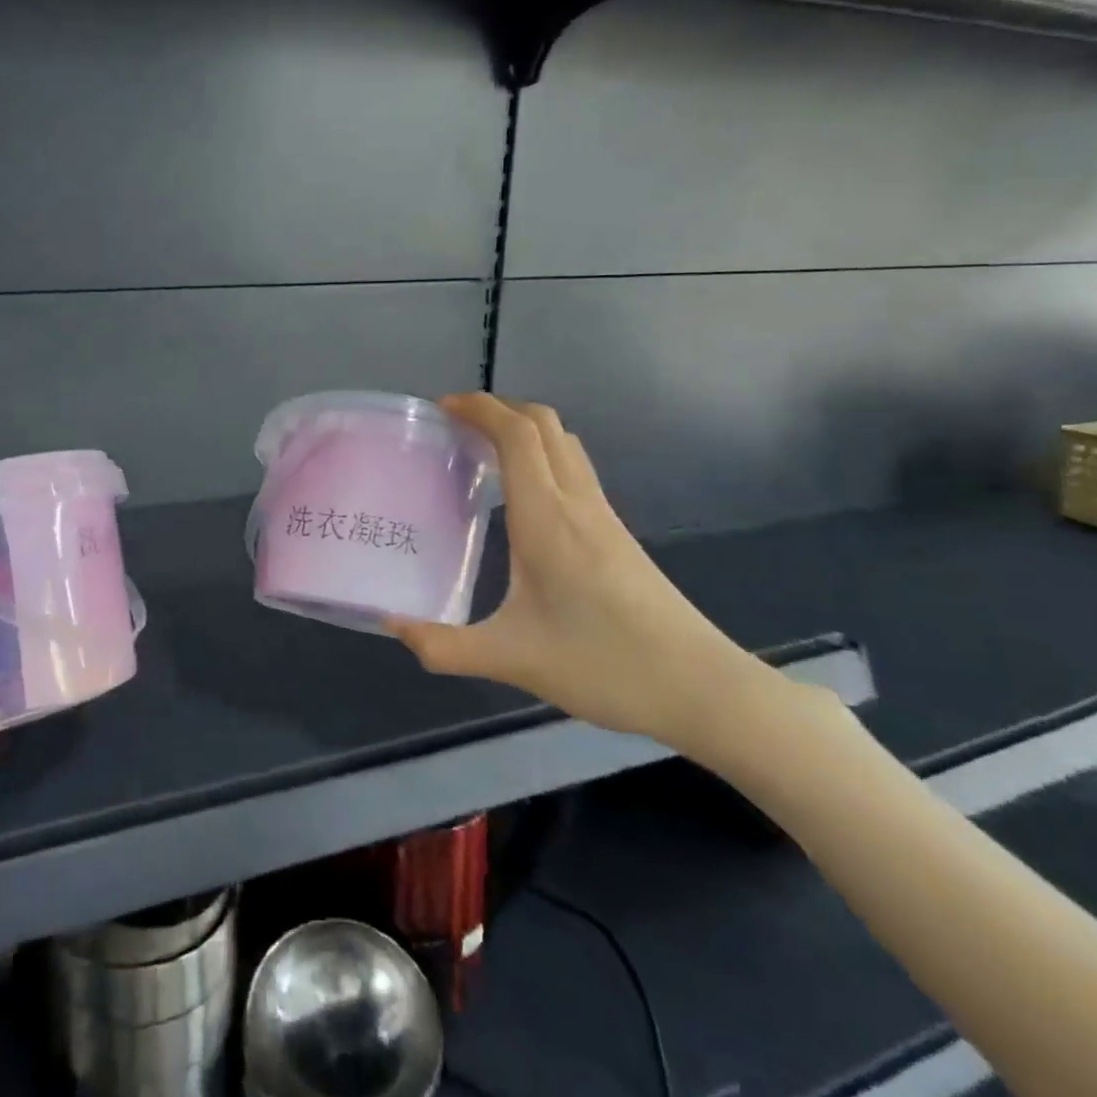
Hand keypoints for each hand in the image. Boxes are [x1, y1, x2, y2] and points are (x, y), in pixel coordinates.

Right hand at [388, 396, 763, 755]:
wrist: (704, 690)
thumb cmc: (605, 665)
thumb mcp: (512, 660)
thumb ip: (444, 646)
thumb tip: (392, 626)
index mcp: (547, 518)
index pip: (517, 435)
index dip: (479, 408)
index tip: (441, 407)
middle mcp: (577, 503)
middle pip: (544, 424)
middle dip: (498, 408)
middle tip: (455, 424)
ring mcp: (603, 516)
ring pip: (564, 443)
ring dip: (523, 429)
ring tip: (483, 450)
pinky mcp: (617, 534)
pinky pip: (575, 468)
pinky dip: (542, 455)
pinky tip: (522, 497)